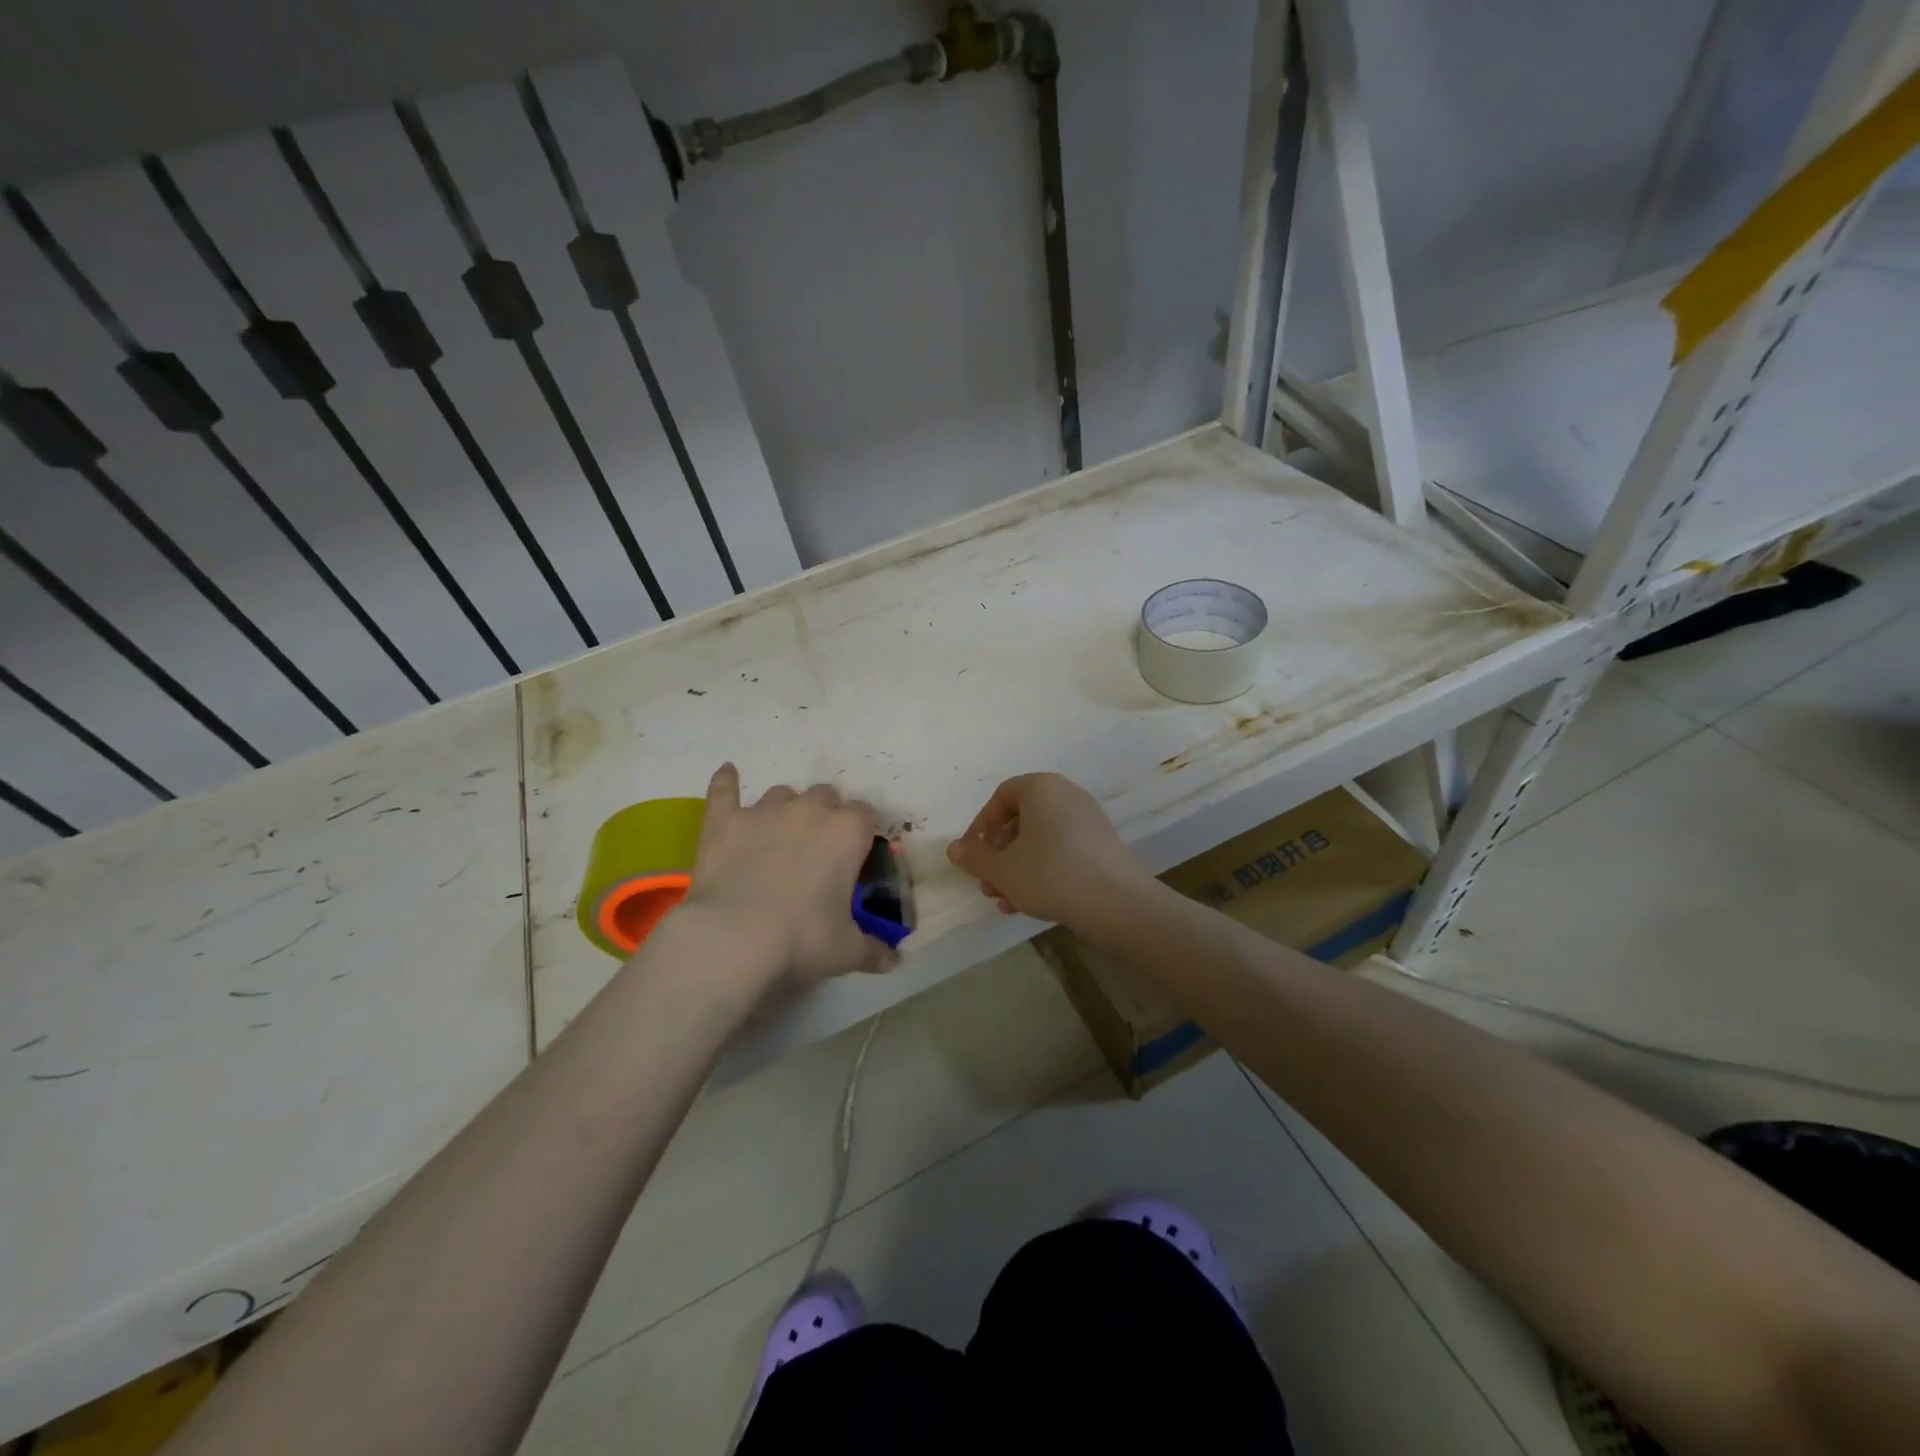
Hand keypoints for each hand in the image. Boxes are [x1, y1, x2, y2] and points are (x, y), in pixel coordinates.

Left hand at [676, 764, 896, 993]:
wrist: (734, 938)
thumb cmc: (802, 939)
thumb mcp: (847, 951)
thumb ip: (874, 950)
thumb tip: (893, 960)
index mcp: (847, 833)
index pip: (865, 814)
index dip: (862, 832)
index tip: (856, 855)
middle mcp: (809, 811)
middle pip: (825, 796)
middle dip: (825, 815)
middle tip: (818, 850)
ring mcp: (764, 811)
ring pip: (782, 793)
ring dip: (786, 809)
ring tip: (778, 836)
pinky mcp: (725, 820)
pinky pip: (725, 789)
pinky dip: (726, 782)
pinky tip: (727, 773)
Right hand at [946, 773, 1151, 933]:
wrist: (1116, 903)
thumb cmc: (1051, 875)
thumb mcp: (1002, 869)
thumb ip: (974, 856)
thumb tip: (955, 848)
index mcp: (1042, 788)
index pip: (1001, 796)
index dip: (981, 825)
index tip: (973, 855)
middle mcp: (1067, 795)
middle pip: (1020, 819)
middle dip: (998, 854)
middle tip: (987, 884)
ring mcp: (1088, 820)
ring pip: (1039, 840)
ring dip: (1016, 868)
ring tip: (1005, 900)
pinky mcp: (1101, 845)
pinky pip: (1061, 850)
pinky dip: (1042, 870)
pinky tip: (1030, 903)